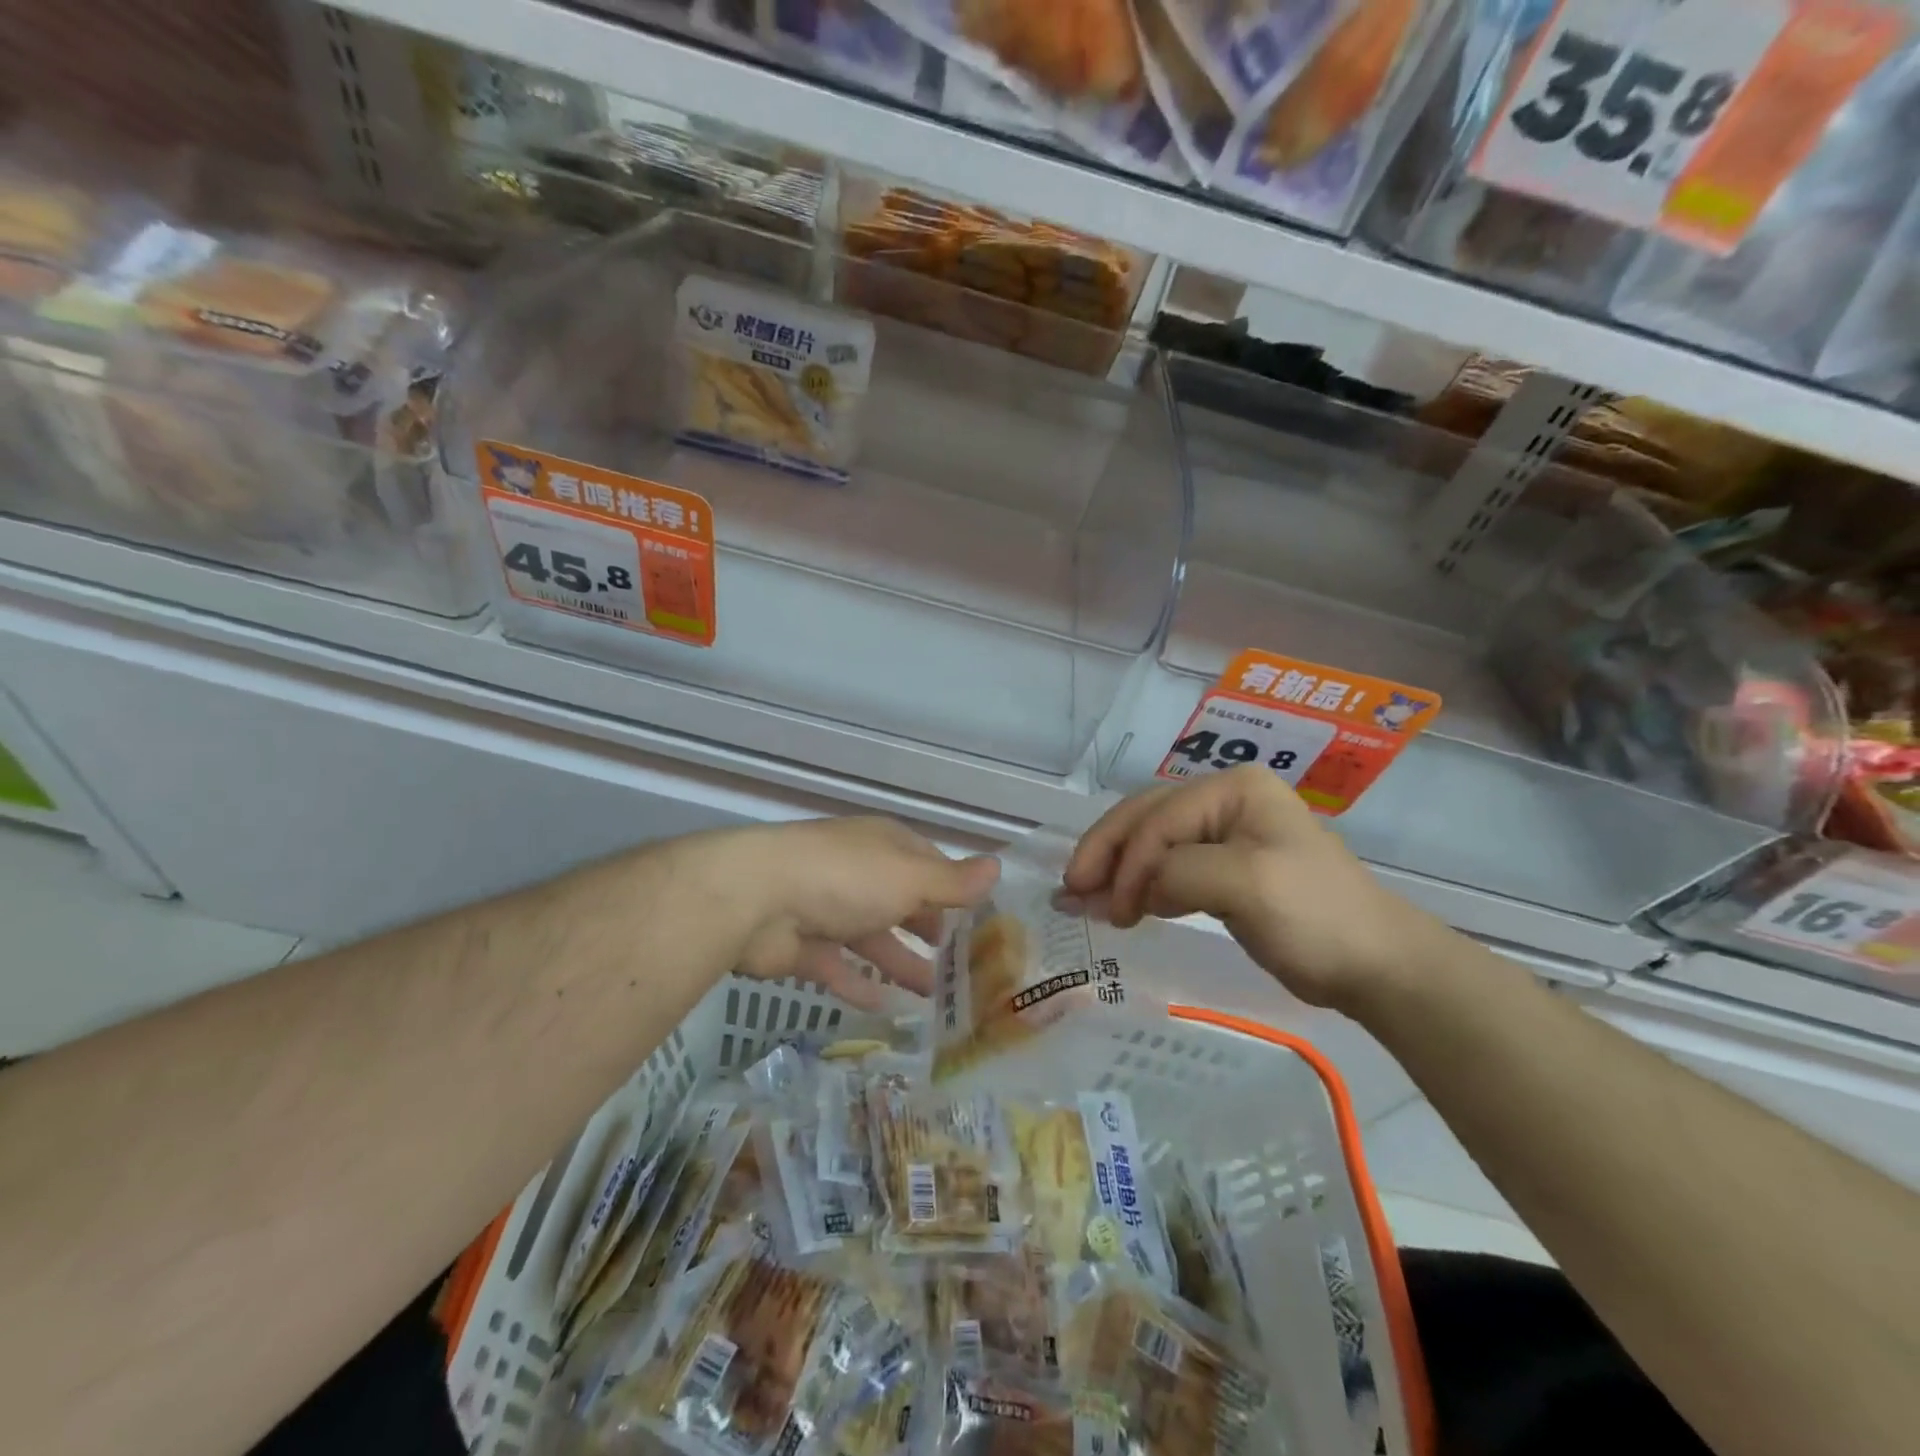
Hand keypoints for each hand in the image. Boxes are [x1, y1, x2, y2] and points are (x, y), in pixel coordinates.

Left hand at [719, 817, 999, 1009]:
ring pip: (872, 939)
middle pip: (900, 902)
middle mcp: (857, 873)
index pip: (928, 864)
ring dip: (900, 963)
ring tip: (935, 996)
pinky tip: (886, 1009)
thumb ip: (951, 882)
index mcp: (884, 847)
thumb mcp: (909, 877)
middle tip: (961, 966)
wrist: (756, 899)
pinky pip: (839, 968)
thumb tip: (998, 867)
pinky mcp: (802, 948)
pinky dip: (861, 985)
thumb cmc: (846, 877)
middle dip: (928, 930)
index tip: (979, 921)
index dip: (953, 890)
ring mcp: (827, 909)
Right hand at [1063, 766, 1444, 1010]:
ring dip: (1116, 869)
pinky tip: (1120, 905)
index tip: (1106, 910)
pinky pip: (1168, 867)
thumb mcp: (1246, 885)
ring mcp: (1224, 832)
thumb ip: (1179, 872)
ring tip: (1082, 899)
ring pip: (1151, 842)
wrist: (1375, 964)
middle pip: (1147, 818)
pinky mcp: (1224, 866)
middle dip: (1107, 854)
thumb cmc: (1315, 915)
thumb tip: (1137, 889)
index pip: (1160, 818)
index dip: (1127, 861)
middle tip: (1070, 890)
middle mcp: (1225, 799)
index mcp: (1233, 789)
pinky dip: (1140, 885)